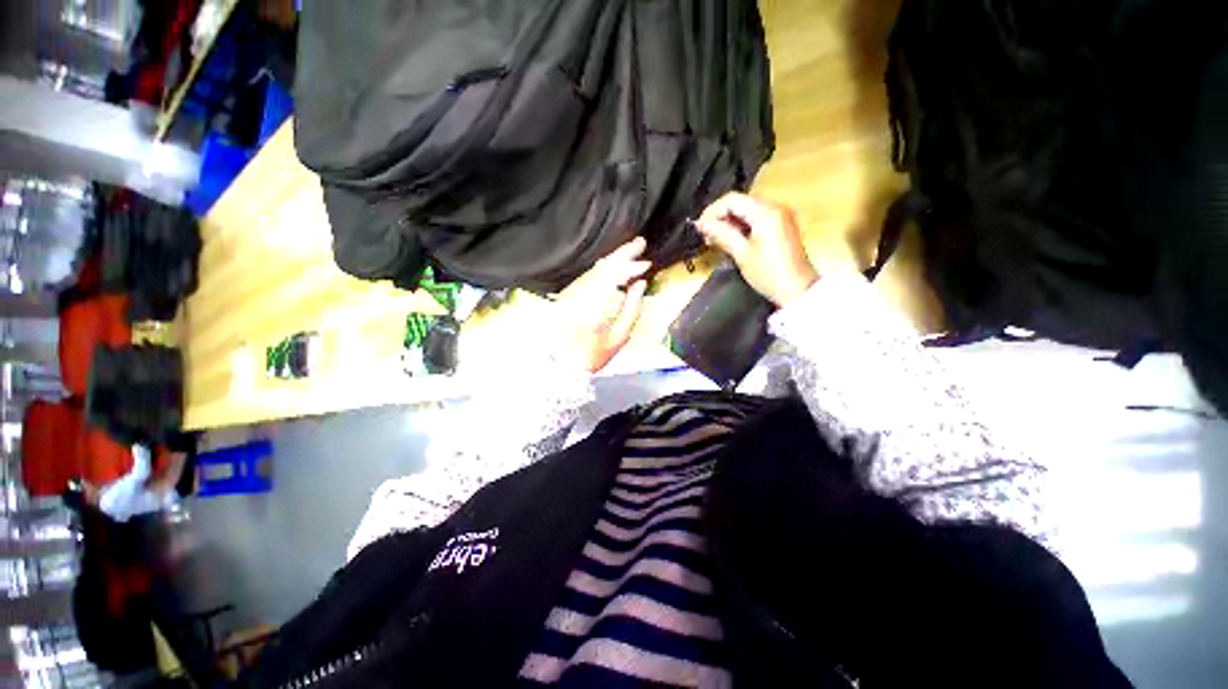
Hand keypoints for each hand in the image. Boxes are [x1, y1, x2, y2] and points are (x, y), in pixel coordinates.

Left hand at [553, 237, 650, 372]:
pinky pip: (590, 278)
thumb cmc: (594, 355)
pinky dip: (604, 271)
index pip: (612, 272)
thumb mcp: (619, 337)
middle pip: (602, 266)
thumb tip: (640, 284)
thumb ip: (632, 308)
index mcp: (594, 303)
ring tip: (631, 257)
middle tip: (639, 246)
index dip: (629, 260)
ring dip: (614, 262)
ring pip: (595, 270)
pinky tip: (614, 270)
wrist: (563, 365)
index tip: (644, 255)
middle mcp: (581, 293)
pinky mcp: (569, 297)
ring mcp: (573, 294)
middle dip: (622, 255)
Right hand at [697, 193, 818, 307]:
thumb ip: (721, 234)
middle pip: (739, 203)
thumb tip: (703, 224)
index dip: (712, 212)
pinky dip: (740, 227)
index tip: (700, 228)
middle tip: (705, 236)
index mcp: (765, 212)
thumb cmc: (769, 274)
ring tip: (715, 241)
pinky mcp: (780, 226)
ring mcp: (779, 216)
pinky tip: (730, 241)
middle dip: (719, 217)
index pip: (731, 200)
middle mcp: (774, 208)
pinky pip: (755, 219)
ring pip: (746, 211)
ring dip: (728, 223)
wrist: (797, 290)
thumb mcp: (741, 254)